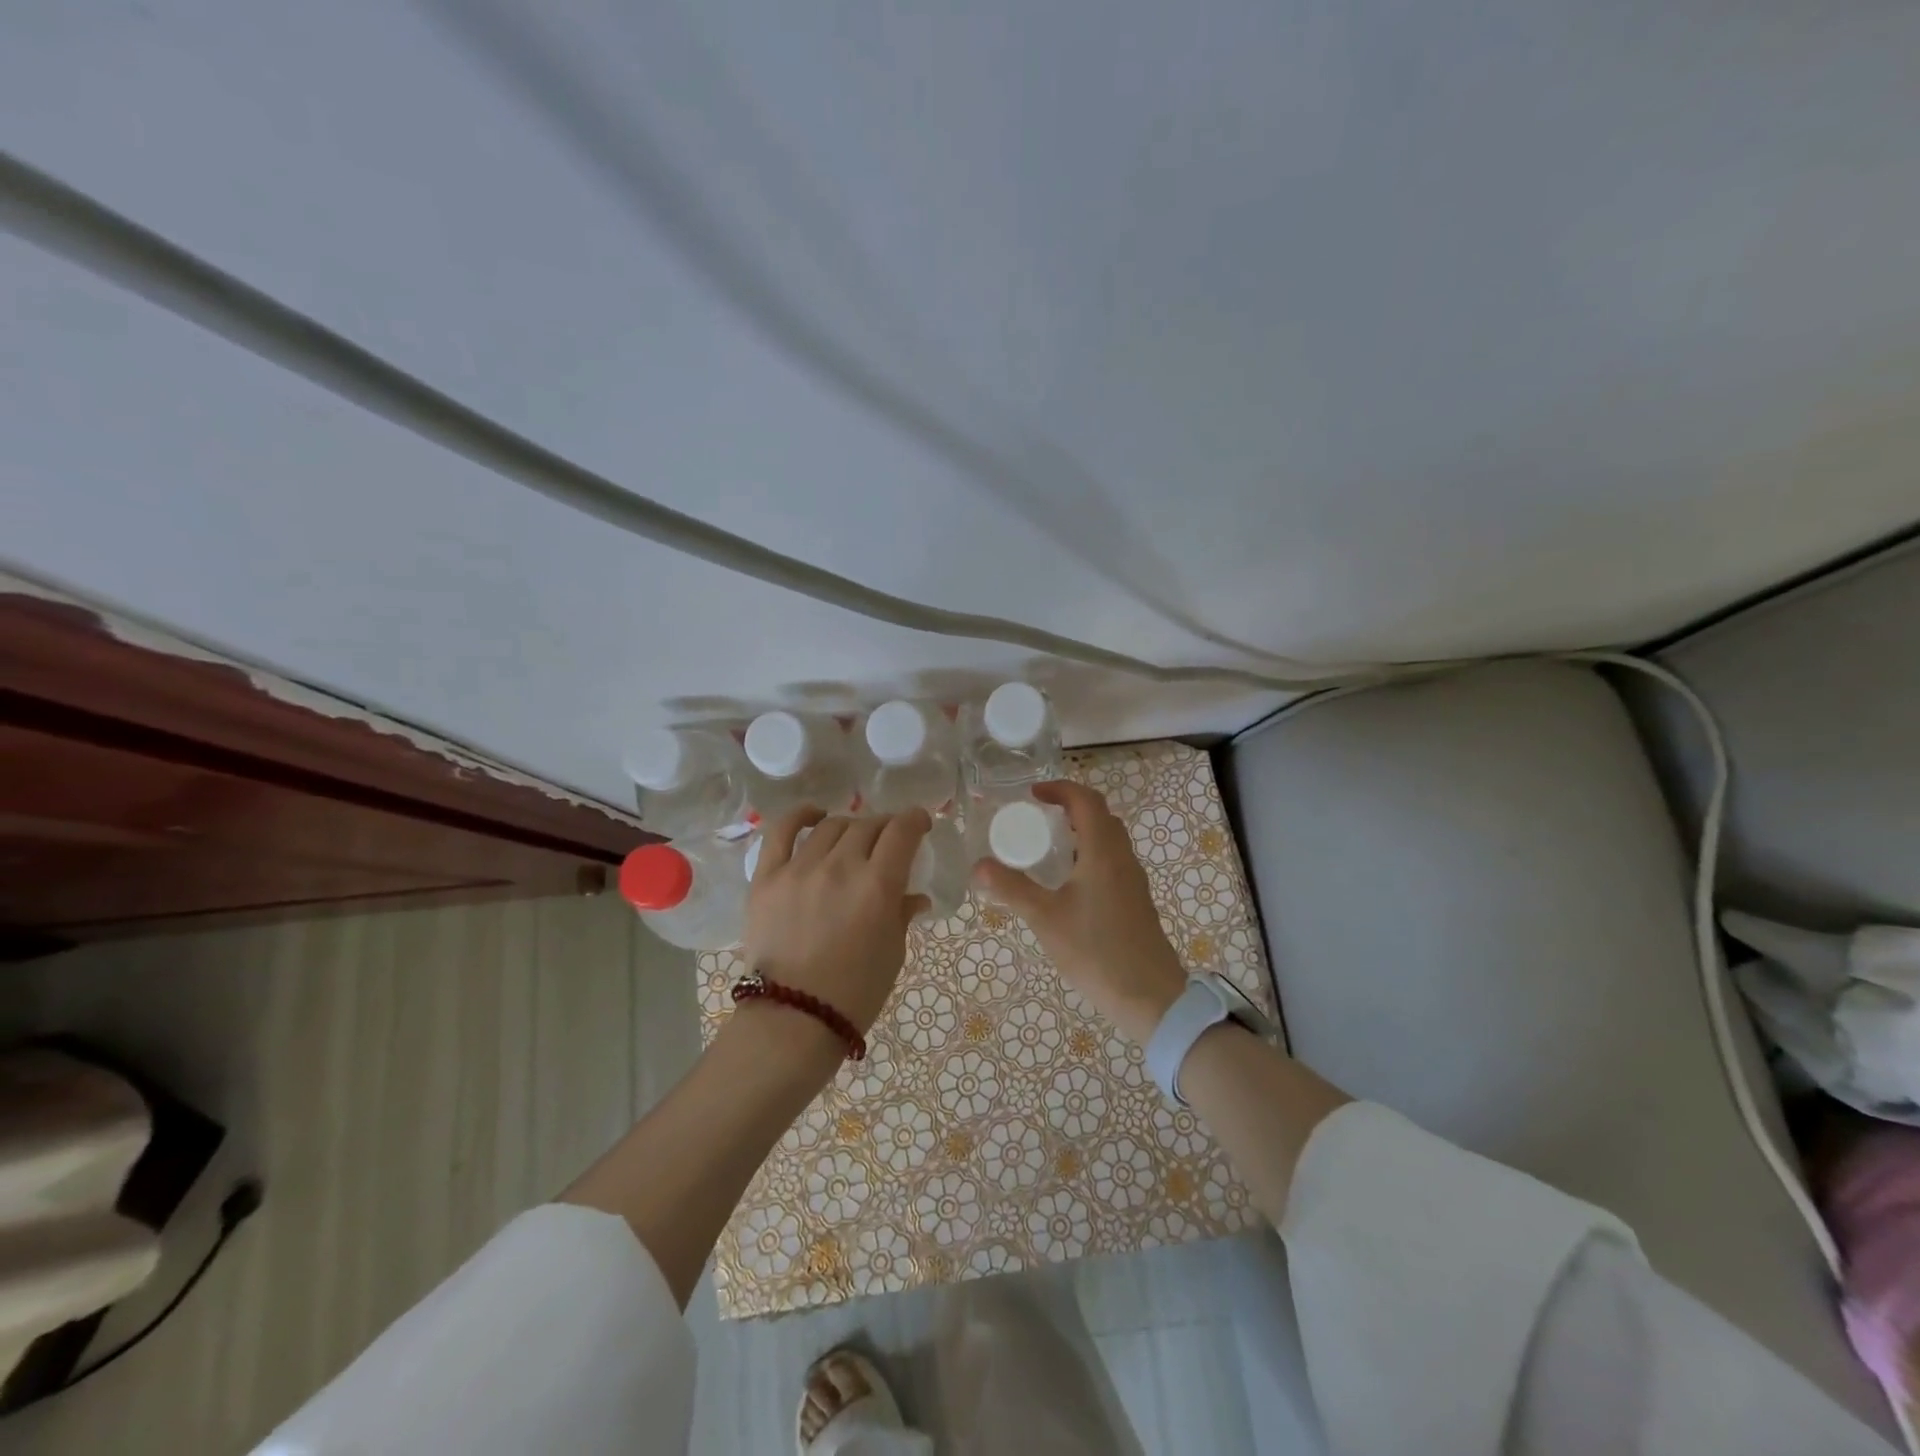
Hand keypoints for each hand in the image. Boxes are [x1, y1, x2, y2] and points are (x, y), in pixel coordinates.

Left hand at [744, 807, 932, 1050]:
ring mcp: (800, 869)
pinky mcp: (767, 878)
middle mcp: (840, 866)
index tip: (920, 824)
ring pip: (832, 826)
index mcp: (878, 885)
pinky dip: (800, 816)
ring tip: (854, 839)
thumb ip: (902, 914)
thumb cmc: (855, 993)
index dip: (915, 820)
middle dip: (886, 826)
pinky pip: (781, 832)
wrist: (794, 1020)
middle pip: (868, 825)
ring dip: (851, 826)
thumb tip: (914, 896)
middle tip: (889, 840)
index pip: (902, 831)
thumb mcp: (893, 952)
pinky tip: (814, 815)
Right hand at [972, 781, 1186, 1043]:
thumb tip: (978, 865)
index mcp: (1103, 852)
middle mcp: (1122, 858)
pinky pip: (1112, 861)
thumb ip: (1011, 889)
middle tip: (1037, 819)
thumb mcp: (1045, 919)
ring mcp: (1132, 880)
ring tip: (1048, 848)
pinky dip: (1089, 855)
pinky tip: (1068, 884)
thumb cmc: (1096, 951)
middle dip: (1070, 808)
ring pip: (1109, 840)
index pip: (1086, 801)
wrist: (1150, 996)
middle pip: (1100, 816)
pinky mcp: (1135, 901)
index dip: (1060, 790)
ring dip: (1081, 832)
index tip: (1032, 795)